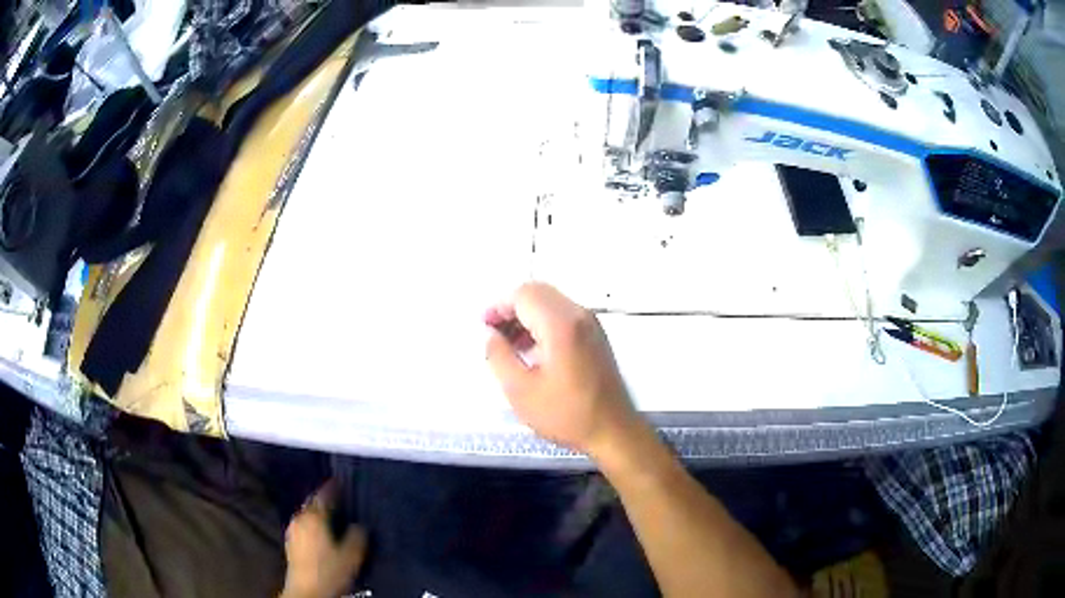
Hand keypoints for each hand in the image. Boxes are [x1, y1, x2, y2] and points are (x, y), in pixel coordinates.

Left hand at [280, 481, 366, 597]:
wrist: (307, 591)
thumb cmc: (329, 571)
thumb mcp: (351, 555)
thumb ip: (357, 536)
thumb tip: (358, 525)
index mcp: (314, 517)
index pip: (324, 495)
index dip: (334, 487)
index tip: (342, 480)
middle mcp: (300, 519)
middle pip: (313, 504)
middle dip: (325, 501)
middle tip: (341, 500)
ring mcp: (293, 530)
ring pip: (308, 515)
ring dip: (319, 514)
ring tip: (334, 518)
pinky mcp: (291, 543)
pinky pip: (304, 526)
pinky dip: (314, 525)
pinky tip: (323, 535)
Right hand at [485, 282, 645, 457]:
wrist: (613, 431)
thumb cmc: (565, 414)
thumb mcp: (520, 390)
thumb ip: (498, 355)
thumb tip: (490, 334)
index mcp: (561, 325)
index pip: (524, 295)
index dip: (499, 306)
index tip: (485, 327)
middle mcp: (579, 315)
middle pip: (538, 293)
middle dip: (512, 309)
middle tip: (494, 334)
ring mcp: (591, 325)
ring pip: (551, 303)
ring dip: (527, 316)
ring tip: (509, 345)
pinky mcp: (596, 337)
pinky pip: (564, 316)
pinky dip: (543, 324)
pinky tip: (532, 351)